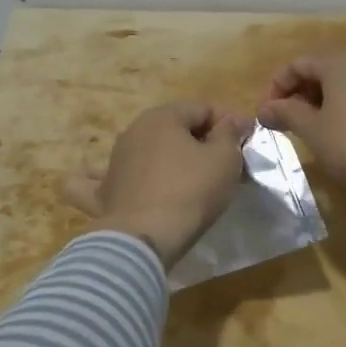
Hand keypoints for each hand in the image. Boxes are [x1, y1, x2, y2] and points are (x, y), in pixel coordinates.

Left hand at [63, 101, 249, 266]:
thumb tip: (231, 121)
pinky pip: (99, 179)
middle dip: (199, 140)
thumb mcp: (224, 159)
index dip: (228, 121)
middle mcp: (132, 132)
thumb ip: (229, 134)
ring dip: (165, 158)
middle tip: (223, 163)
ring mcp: (112, 162)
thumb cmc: (190, 191)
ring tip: (188, 180)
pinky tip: (115, 183)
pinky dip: (107, 179)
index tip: (246, 142)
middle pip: (173, 127)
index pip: (202, 107)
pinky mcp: (102, 193)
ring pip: (143, 150)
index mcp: (161, 117)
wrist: (145, 238)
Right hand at [257, 48, 345, 221]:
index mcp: (339, 58)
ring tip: (316, 128)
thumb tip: (265, 109)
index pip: (296, 64)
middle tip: (290, 123)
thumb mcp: (314, 132)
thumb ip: (286, 113)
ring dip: (325, 99)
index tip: (267, 117)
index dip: (275, 89)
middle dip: (301, 93)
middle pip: (322, 68)